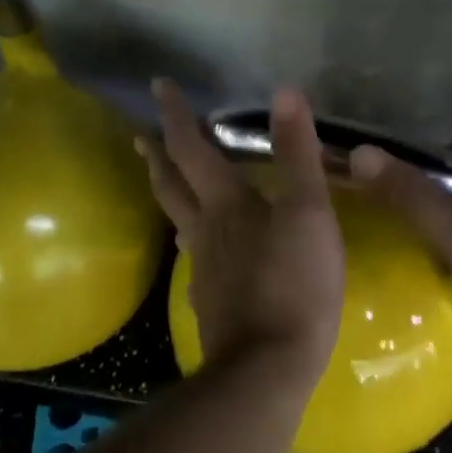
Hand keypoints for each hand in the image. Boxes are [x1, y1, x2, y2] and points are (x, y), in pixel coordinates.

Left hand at [138, 82, 344, 381]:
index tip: (159, 86)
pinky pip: (197, 259)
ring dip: (171, 196)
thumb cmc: (294, 283)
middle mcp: (204, 232)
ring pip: (180, 223)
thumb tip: (285, 91)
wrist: (268, 367)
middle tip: (143, 136)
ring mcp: (203, 270)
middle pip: (171, 186)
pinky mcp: (211, 302)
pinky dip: (196, 240)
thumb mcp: (309, 213)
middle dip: (157, 156)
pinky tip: (207, 251)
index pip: (192, 148)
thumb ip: (297, 154)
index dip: (176, 115)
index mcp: (225, 205)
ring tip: (171, 184)